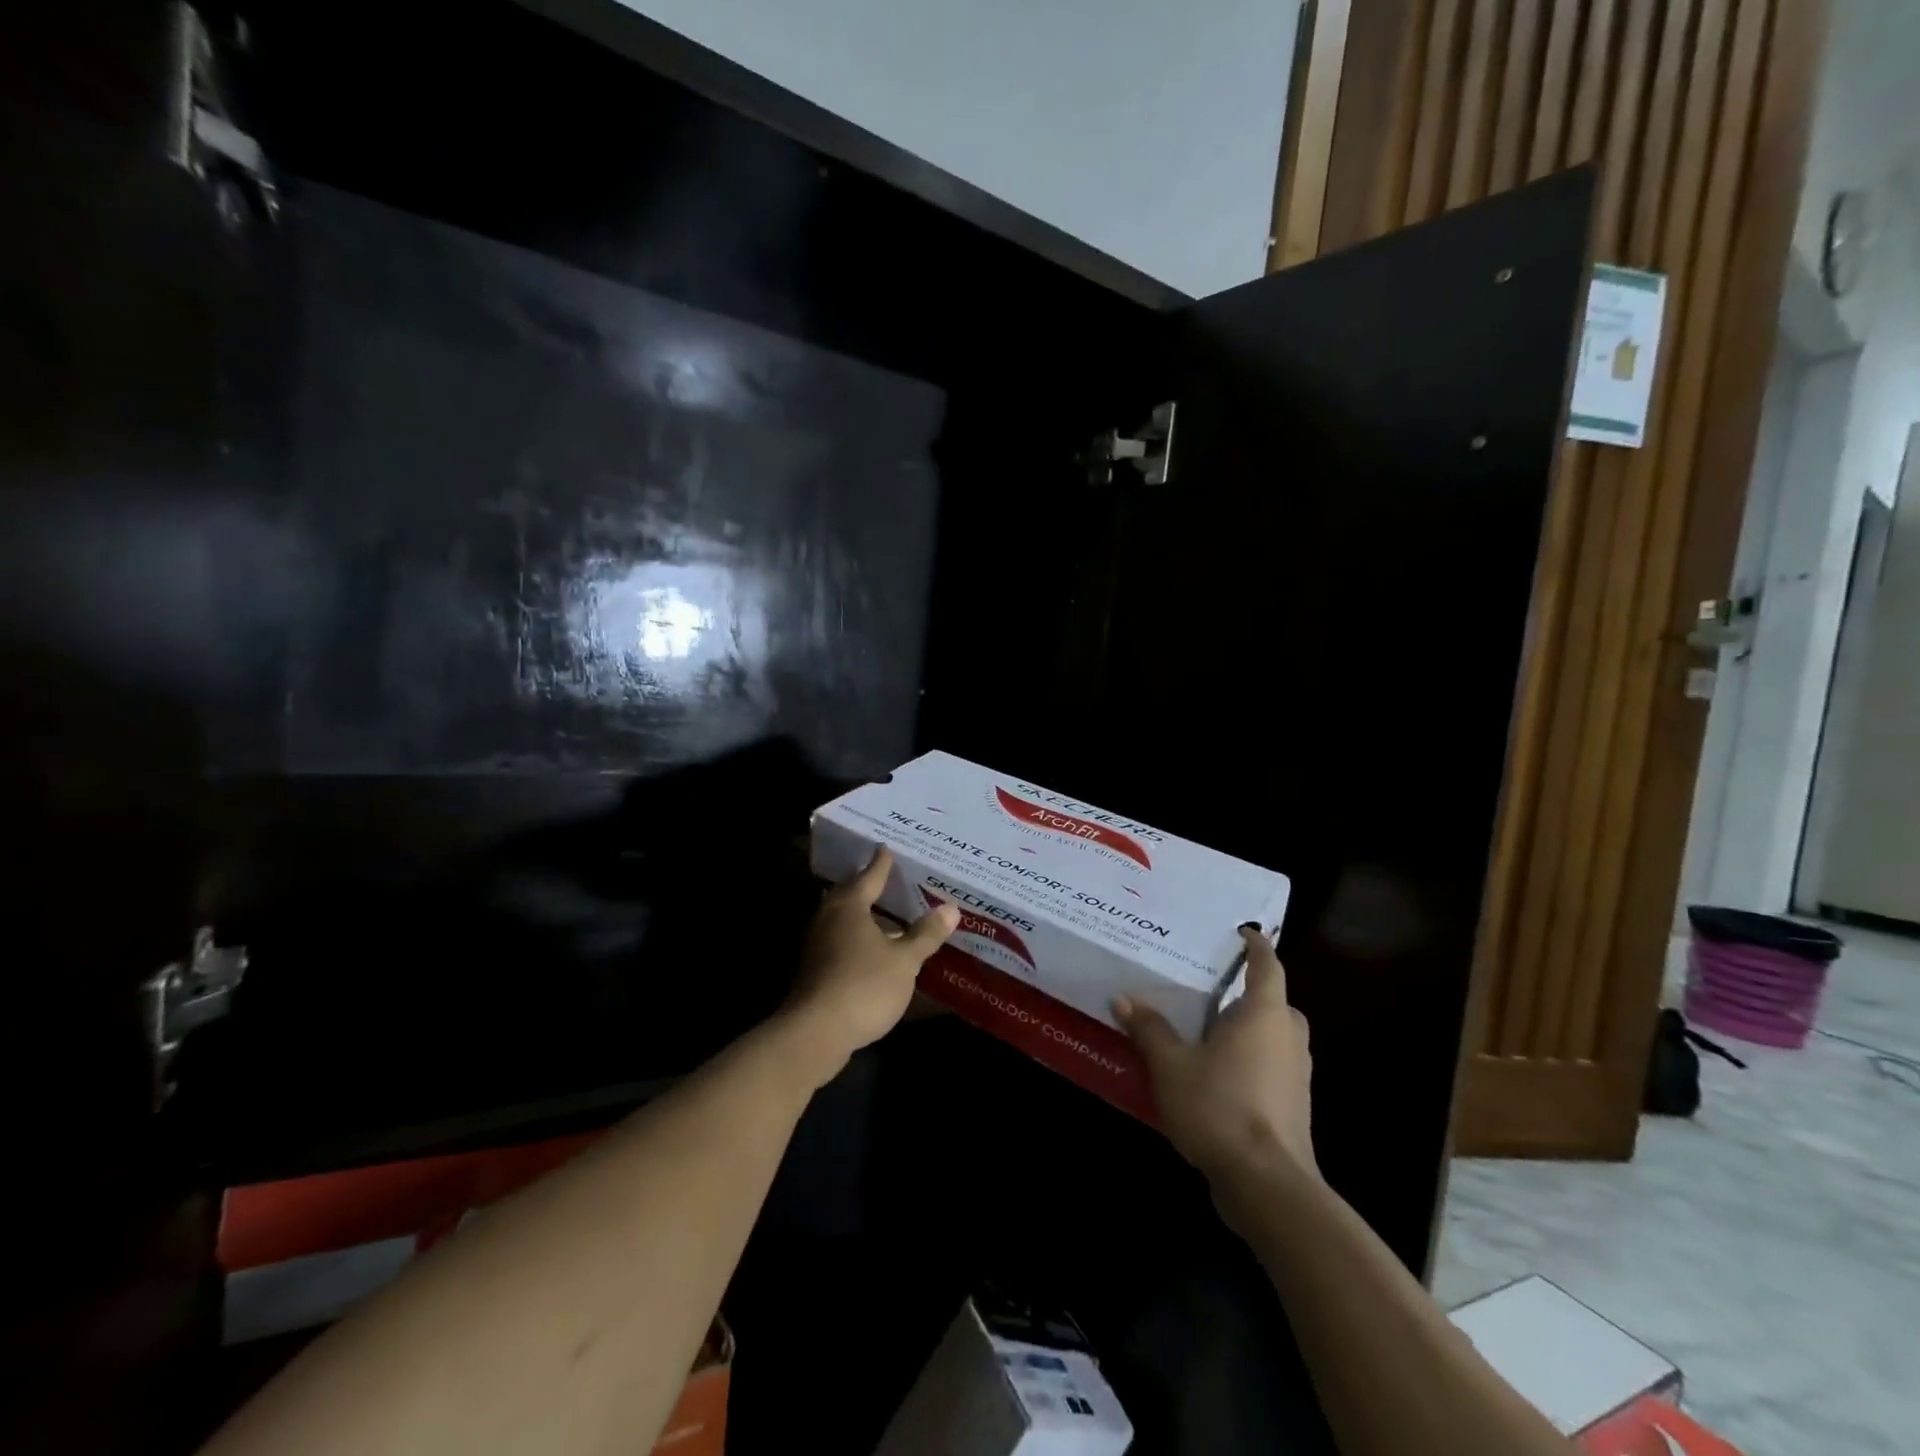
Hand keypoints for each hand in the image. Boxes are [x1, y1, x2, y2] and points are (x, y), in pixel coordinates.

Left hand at [780, 847, 959, 1084]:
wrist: (815, 1033)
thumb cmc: (863, 986)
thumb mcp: (904, 961)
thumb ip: (926, 934)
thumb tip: (951, 907)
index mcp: (849, 906)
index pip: (870, 875)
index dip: (882, 863)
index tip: (887, 848)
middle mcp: (828, 918)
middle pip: (850, 895)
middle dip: (868, 886)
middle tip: (887, 878)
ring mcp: (816, 945)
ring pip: (842, 920)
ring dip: (863, 915)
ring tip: (886, 913)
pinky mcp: (814, 970)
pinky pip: (839, 942)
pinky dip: (857, 939)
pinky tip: (873, 950)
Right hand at [1115, 926, 1316, 1190]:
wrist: (1267, 1185)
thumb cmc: (1219, 1106)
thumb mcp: (1170, 1064)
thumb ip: (1149, 1029)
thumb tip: (1123, 999)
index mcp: (1264, 1014)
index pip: (1267, 965)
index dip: (1256, 945)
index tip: (1242, 932)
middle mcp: (1287, 1038)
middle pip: (1274, 1003)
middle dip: (1247, 993)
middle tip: (1210, 987)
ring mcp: (1296, 1076)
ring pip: (1274, 1037)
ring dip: (1248, 1030)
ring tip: (1207, 1029)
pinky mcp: (1293, 1108)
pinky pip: (1271, 1067)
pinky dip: (1249, 1061)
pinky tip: (1215, 1074)